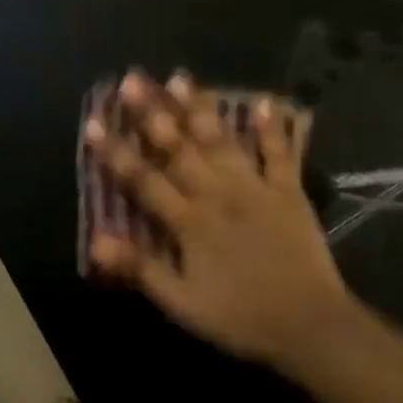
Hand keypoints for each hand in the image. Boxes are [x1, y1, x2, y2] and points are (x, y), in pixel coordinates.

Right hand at [86, 71, 355, 368]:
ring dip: (199, 108)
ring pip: (220, 140)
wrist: (309, 325)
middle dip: (152, 112)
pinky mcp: (288, 190)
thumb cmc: (240, 317)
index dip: (116, 152)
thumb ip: (140, 268)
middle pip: (179, 147)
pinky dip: (272, 127)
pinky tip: (264, 100)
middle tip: (132, 80)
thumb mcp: (182, 303)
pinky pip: (278, 153)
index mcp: (189, 221)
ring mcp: (255, 187)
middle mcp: (218, 193)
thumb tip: (96, 241)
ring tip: (180, 77)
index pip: (143, 179)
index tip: (93, 122)